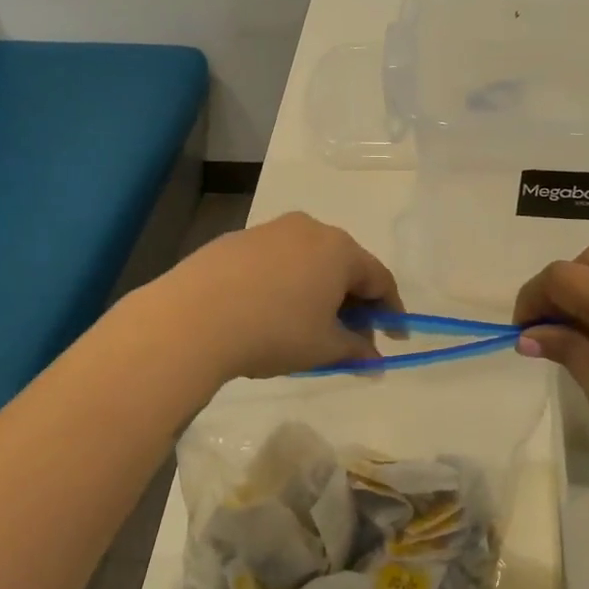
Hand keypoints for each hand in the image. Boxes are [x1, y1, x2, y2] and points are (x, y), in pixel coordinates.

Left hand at [149, 213, 402, 381]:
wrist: (194, 317)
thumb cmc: (274, 330)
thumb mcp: (323, 348)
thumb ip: (356, 351)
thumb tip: (374, 360)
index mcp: (339, 249)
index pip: (380, 278)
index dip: (392, 311)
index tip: (395, 337)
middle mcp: (309, 228)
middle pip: (344, 265)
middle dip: (353, 302)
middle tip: (351, 337)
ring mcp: (270, 230)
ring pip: (308, 260)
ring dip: (318, 291)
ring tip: (309, 326)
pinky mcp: (237, 240)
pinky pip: (276, 261)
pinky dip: (285, 283)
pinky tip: (270, 311)